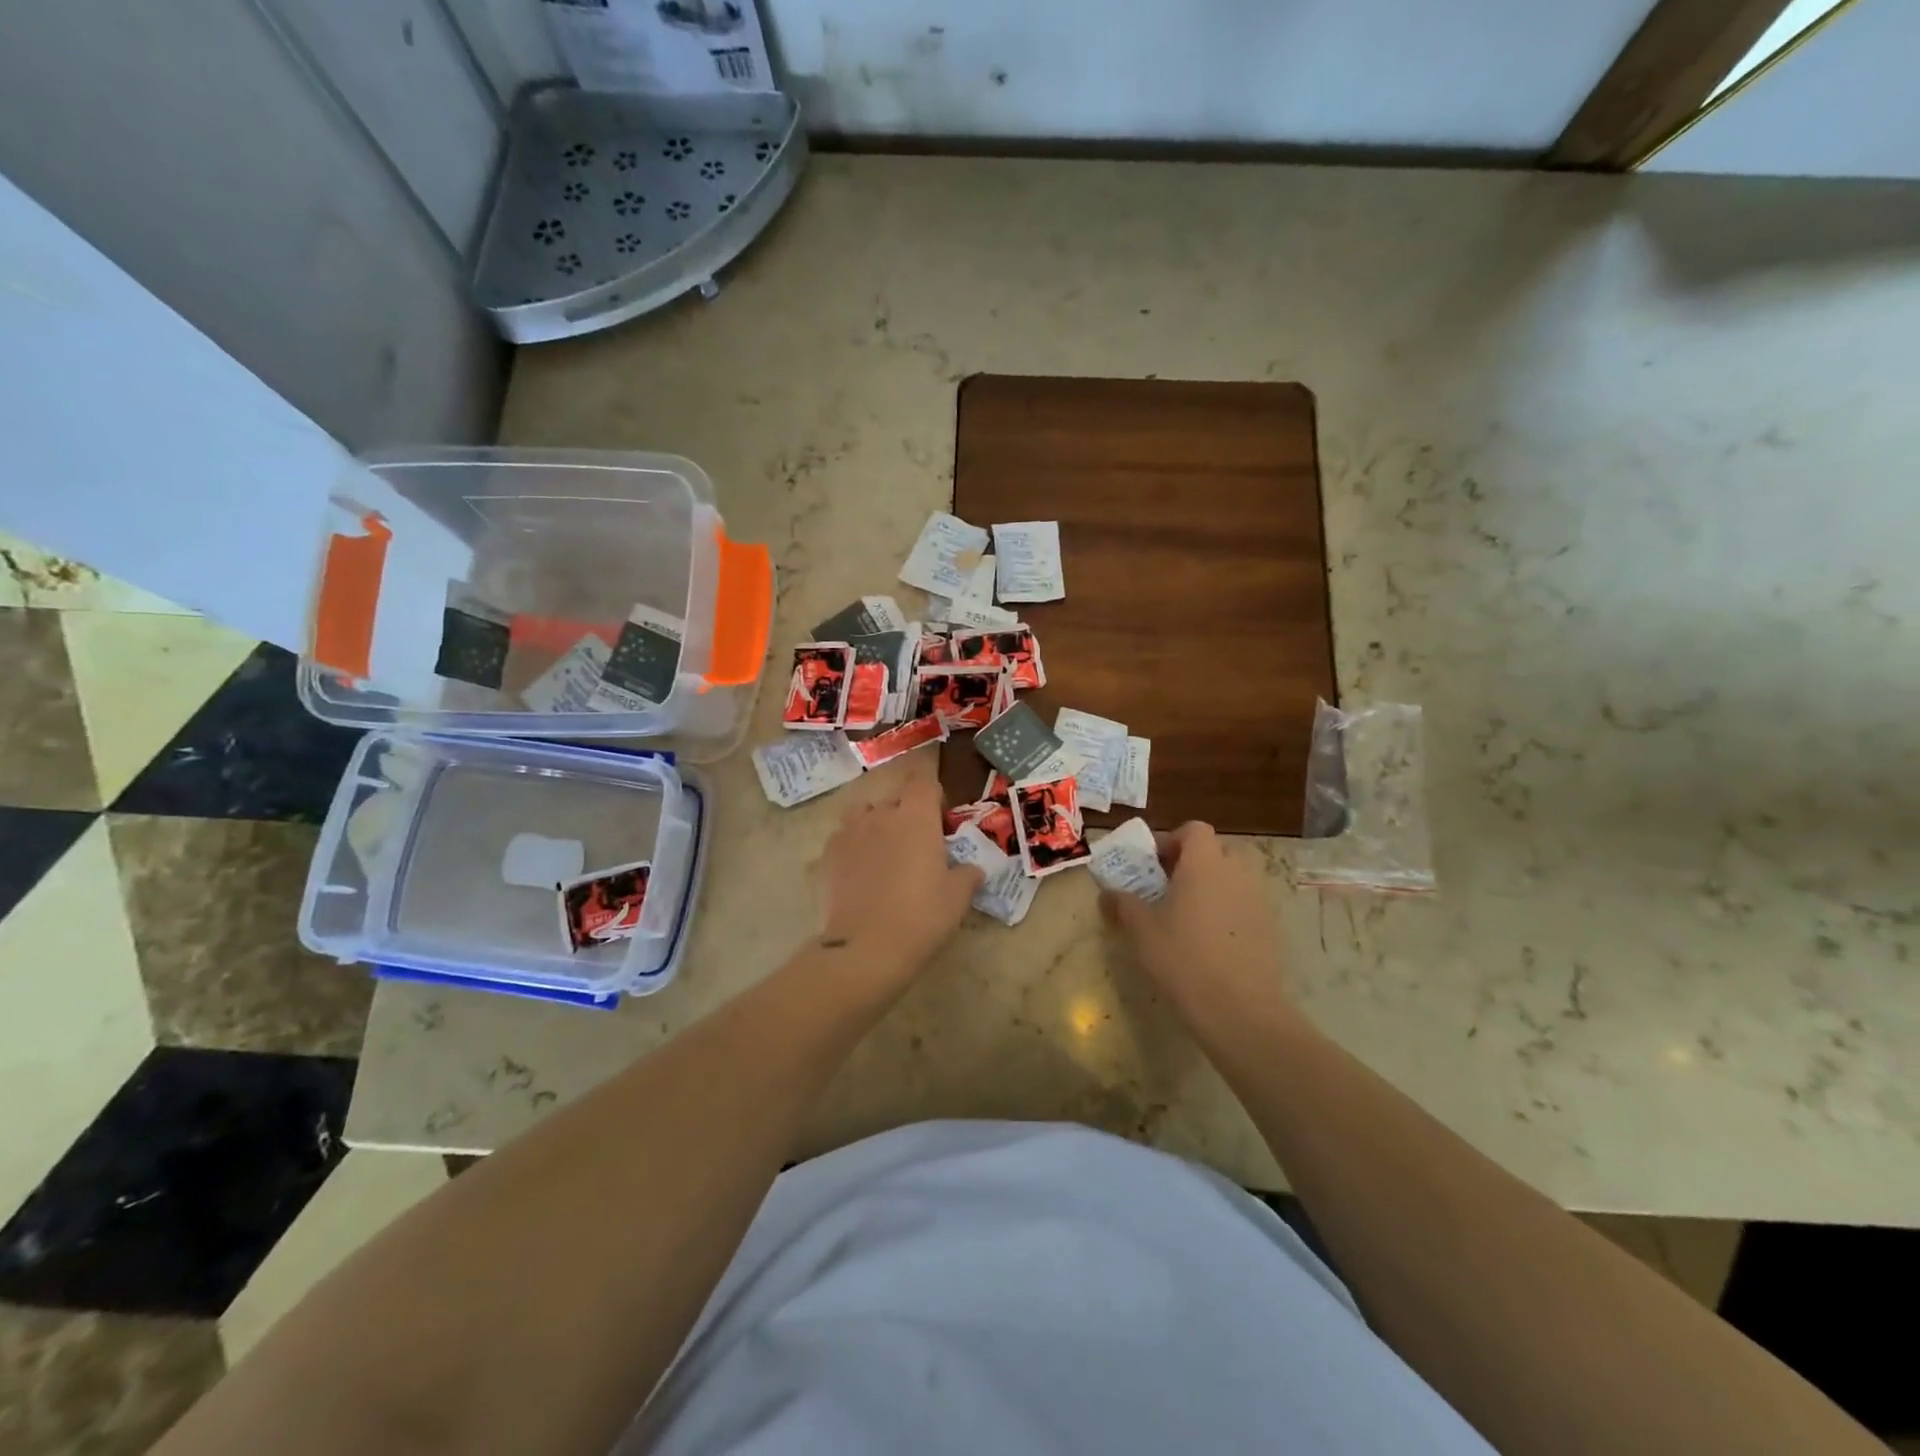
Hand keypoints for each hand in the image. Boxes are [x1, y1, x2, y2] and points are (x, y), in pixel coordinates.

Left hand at [817, 778, 982, 982]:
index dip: (932, 790)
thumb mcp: (958, 898)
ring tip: (885, 851)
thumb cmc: (921, 917)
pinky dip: (854, 846)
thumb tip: (971, 869)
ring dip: (876, 823)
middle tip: (918, 842)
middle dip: (907, 812)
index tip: (939, 812)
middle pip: (895, 797)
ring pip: (864, 813)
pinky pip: (844, 838)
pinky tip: (860, 872)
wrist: (865, 949)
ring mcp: (849, 832)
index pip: (923, 779)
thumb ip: (967, 875)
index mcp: (916, 816)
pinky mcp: (827, 855)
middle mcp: (880, 814)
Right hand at [1101, 822, 1294, 1031]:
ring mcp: (1259, 899)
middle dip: (1192, 864)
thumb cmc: (1183, 957)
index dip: (1172, 840)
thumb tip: (1107, 893)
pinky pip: (1245, 905)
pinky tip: (1211, 942)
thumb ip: (1122, 904)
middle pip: (1216, 851)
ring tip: (1188, 917)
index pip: (1194, 829)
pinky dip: (1228, 912)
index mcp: (1204, 863)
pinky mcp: (1270, 927)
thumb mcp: (1140, 929)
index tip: (1153, 865)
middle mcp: (1236, 871)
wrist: (1239, 1008)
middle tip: (1168, 889)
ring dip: (1212, 887)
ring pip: (1233, 878)